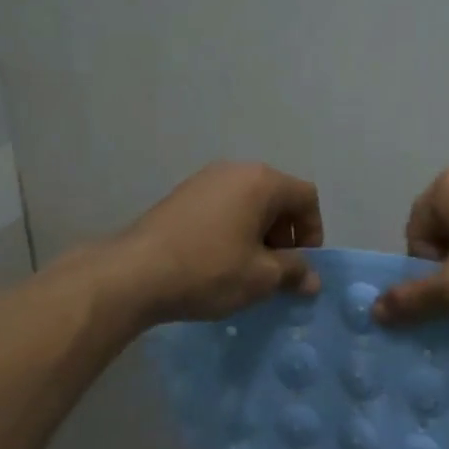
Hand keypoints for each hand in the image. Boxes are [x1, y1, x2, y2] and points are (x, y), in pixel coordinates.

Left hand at [108, 162, 323, 323]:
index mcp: (260, 181)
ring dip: (257, 235)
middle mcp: (233, 170)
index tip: (301, 266)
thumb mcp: (260, 277)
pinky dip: (231, 232)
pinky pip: (221, 210)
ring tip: (246, 270)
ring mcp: (202, 181)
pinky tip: (217, 263)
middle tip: (275, 272)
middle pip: (276, 197)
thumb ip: (293, 272)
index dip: (313, 232)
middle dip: (284, 235)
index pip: (306, 197)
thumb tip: (311, 278)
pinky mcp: (180, 197)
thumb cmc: (209, 270)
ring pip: (247, 205)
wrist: (135, 273)